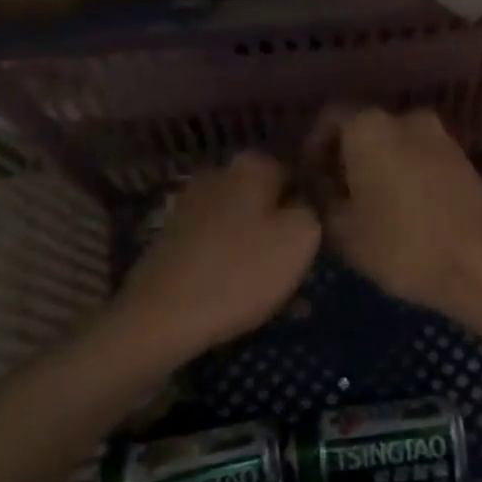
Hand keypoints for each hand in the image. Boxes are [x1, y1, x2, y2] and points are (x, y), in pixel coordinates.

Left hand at [111, 151, 319, 357]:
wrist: (161, 316)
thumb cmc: (242, 271)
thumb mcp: (302, 236)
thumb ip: (313, 207)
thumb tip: (307, 200)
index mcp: (253, 165)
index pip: (300, 173)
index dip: (314, 206)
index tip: (320, 240)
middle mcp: (219, 174)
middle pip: (269, 201)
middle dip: (287, 232)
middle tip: (303, 270)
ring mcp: (191, 205)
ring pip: (246, 227)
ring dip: (265, 255)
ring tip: (283, 298)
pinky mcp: (174, 238)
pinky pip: (221, 247)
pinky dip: (237, 268)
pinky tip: (248, 301)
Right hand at [310, 107, 481, 314]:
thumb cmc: (402, 245)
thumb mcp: (343, 229)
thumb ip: (322, 196)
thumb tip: (318, 181)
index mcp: (371, 127)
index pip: (330, 117)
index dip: (314, 147)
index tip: (311, 179)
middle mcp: (407, 119)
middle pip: (364, 129)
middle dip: (346, 157)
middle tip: (336, 195)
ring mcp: (441, 137)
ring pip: (395, 143)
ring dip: (378, 166)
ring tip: (368, 206)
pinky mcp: (463, 159)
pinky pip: (421, 157)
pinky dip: (405, 173)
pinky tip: (402, 209)